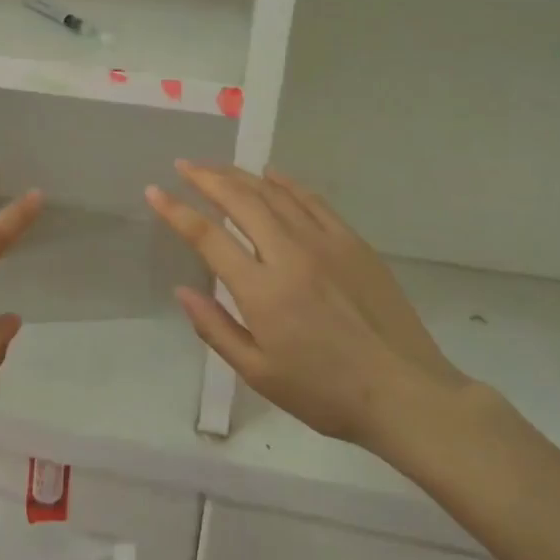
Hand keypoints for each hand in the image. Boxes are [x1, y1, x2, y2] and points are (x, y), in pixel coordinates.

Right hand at [145, 162, 471, 460]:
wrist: (405, 393)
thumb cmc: (325, 392)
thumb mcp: (258, 372)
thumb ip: (215, 328)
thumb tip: (182, 290)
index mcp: (261, 290)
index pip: (207, 236)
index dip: (176, 211)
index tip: (154, 191)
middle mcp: (290, 254)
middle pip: (240, 200)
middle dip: (206, 178)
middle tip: (184, 166)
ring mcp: (325, 243)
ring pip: (274, 193)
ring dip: (241, 175)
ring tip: (217, 167)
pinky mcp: (353, 242)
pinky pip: (312, 200)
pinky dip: (286, 182)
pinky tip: (271, 175)